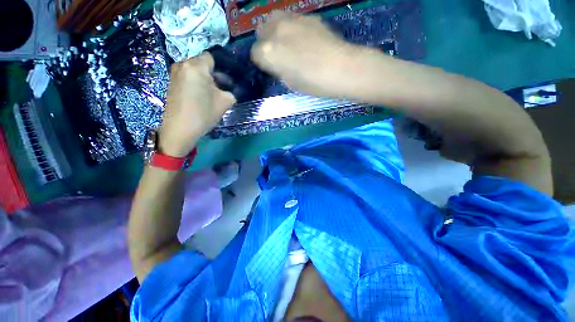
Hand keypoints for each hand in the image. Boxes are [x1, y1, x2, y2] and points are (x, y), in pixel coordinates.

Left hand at [159, 53, 235, 156]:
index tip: (228, 80)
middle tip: (223, 89)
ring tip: (212, 94)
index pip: (212, 57)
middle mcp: (182, 64)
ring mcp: (174, 73)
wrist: (180, 130)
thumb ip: (231, 91)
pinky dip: (196, 83)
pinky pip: (187, 77)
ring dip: (205, 80)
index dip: (222, 68)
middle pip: (202, 64)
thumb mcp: (225, 102)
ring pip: (195, 71)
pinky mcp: (170, 83)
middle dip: (214, 74)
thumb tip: (229, 88)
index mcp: (196, 66)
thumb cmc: (203, 113)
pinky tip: (201, 97)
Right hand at [251, 12, 361, 97]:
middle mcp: (275, 31)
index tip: (271, 68)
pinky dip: (293, 28)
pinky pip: (293, 19)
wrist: (340, 68)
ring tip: (290, 43)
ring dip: (277, 31)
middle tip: (278, 53)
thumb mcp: (289, 82)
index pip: (255, 53)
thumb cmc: (313, 83)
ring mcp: (292, 19)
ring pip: (275, 19)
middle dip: (266, 42)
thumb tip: (277, 63)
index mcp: (268, 53)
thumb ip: (278, 69)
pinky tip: (305, 39)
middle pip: (261, 30)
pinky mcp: (308, 16)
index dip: (263, 62)